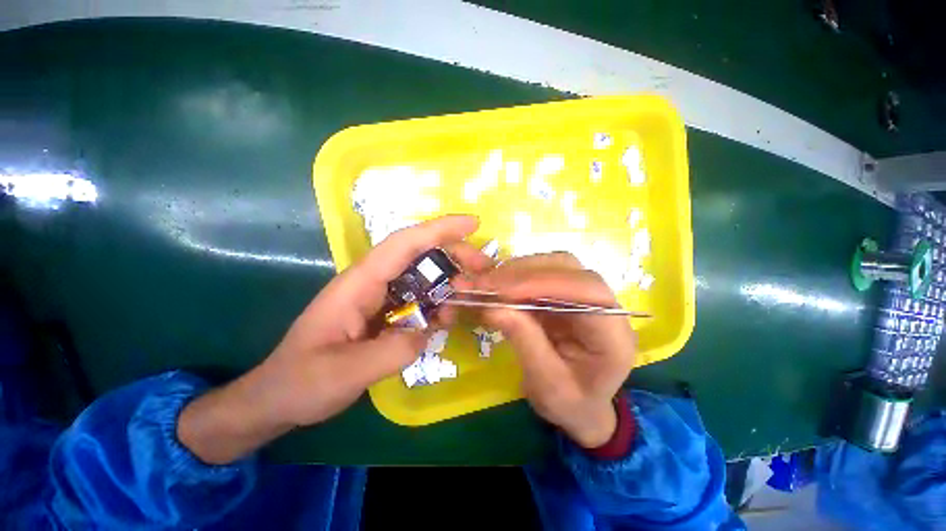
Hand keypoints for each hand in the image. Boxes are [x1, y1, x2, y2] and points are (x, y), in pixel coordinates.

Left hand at [178, 215, 491, 463]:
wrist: (279, 396)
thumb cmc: (302, 381)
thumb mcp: (346, 372)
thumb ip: (394, 350)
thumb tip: (428, 331)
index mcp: (360, 283)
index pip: (405, 244)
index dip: (439, 229)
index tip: (472, 224)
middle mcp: (373, 282)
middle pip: (420, 254)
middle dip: (454, 255)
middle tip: (483, 271)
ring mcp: (380, 297)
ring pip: (423, 277)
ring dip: (449, 282)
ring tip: (466, 300)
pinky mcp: (386, 312)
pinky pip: (419, 299)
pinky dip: (438, 304)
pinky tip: (445, 320)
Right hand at [474, 253, 636, 447]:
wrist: (582, 407)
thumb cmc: (571, 404)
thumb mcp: (546, 385)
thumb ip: (524, 342)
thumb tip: (494, 307)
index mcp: (613, 336)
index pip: (587, 291)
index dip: (543, 283)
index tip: (503, 289)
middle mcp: (605, 306)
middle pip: (569, 269)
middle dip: (525, 272)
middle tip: (487, 283)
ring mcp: (585, 296)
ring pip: (554, 265)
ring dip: (519, 270)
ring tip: (489, 283)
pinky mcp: (566, 294)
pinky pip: (542, 273)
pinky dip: (517, 275)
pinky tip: (499, 285)